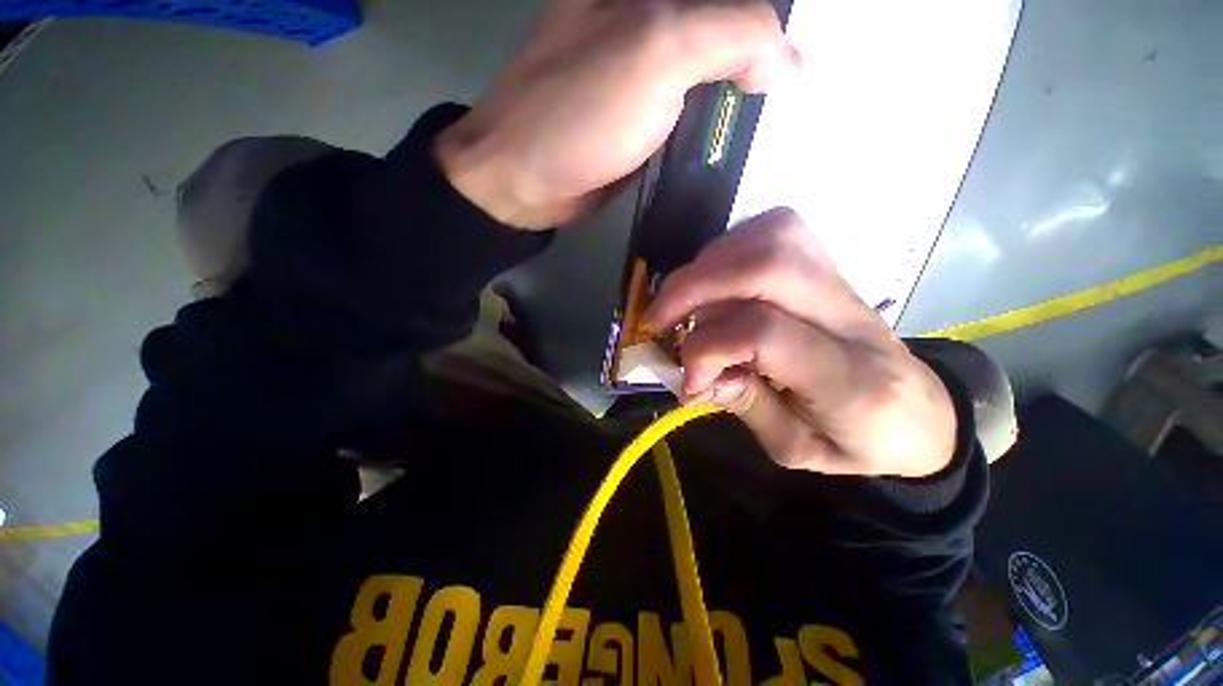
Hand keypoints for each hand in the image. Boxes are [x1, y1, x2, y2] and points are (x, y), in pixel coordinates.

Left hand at [435, 0, 798, 228]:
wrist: (529, 180)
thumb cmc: (580, 112)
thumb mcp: (657, 52)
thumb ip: (731, 34)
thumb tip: (787, 63)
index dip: (766, 16)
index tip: (792, 57)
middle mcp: (650, 17)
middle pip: (726, 25)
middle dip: (763, 54)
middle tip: (794, 88)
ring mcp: (648, 71)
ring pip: (714, 68)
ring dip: (745, 90)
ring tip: (777, 114)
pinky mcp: (646, 117)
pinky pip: (695, 110)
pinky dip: (720, 123)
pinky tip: (740, 137)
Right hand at [644, 209, 957, 478]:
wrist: (920, 414)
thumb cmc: (859, 441)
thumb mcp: (797, 448)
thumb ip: (744, 406)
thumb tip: (693, 374)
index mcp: (849, 380)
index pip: (763, 333)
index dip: (707, 349)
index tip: (688, 379)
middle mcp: (849, 317)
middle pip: (767, 266)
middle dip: (693, 287)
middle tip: (658, 319)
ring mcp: (843, 283)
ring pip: (772, 237)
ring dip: (709, 264)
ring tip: (683, 300)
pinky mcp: (830, 267)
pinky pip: (776, 231)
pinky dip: (730, 247)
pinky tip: (714, 280)